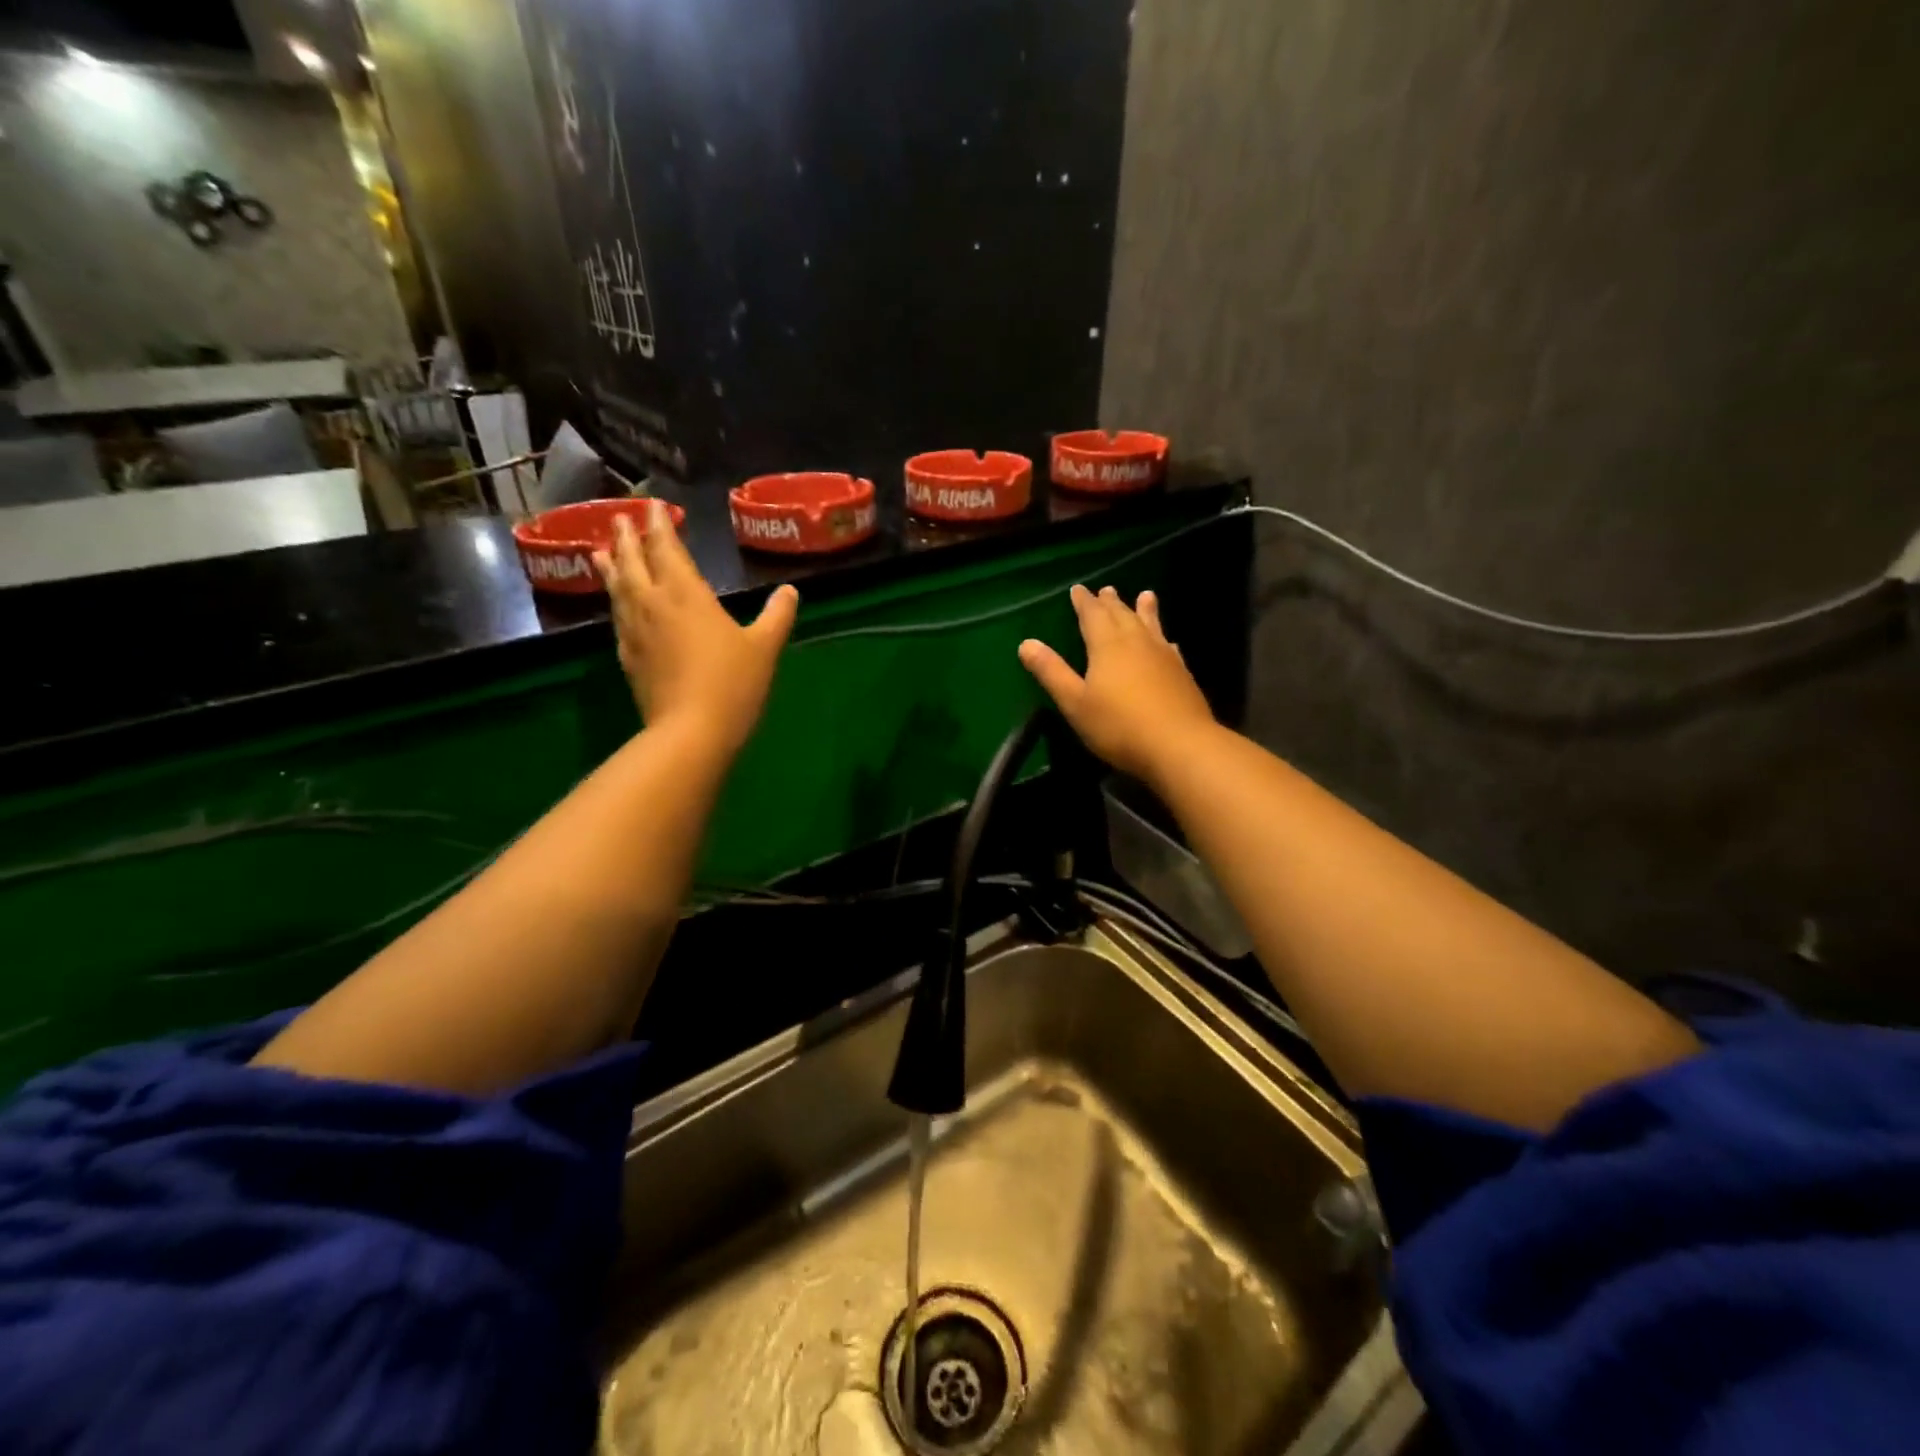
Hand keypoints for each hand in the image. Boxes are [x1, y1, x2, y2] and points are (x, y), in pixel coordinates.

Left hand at [595, 501, 798, 753]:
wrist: (691, 731)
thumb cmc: (733, 683)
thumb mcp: (765, 647)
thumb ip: (777, 615)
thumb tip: (790, 591)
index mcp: (687, 594)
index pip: (667, 549)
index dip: (659, 525)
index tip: (652, 506)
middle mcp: (654, 604)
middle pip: (634, 563)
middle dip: (626, 538)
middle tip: (617, 518)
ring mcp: (635, 631)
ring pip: (617, 589)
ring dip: (611, 566)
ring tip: (601, 551)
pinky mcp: (628, 657)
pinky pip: (617, 618)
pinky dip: (614, 602)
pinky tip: (617, 605)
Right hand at [1018, 586, 1216, 782]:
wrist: (1179, 745)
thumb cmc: (1118, 726)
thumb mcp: (1075, 703)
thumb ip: (1051, 672)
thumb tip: (1026, 643)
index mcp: (1107, 646)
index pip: (1092, 615)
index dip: (1083, 602)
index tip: (1078, 589)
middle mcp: (1136, 642)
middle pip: (1122, 615)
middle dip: (1111, 602)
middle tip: (1106, 589)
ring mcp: (1163, 656)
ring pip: (1151, 624)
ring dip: (1144, 610)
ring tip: (1145, 595)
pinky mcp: (1182, 673)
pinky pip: (1169, 646)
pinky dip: (1163, 638)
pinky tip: (1168, 642)